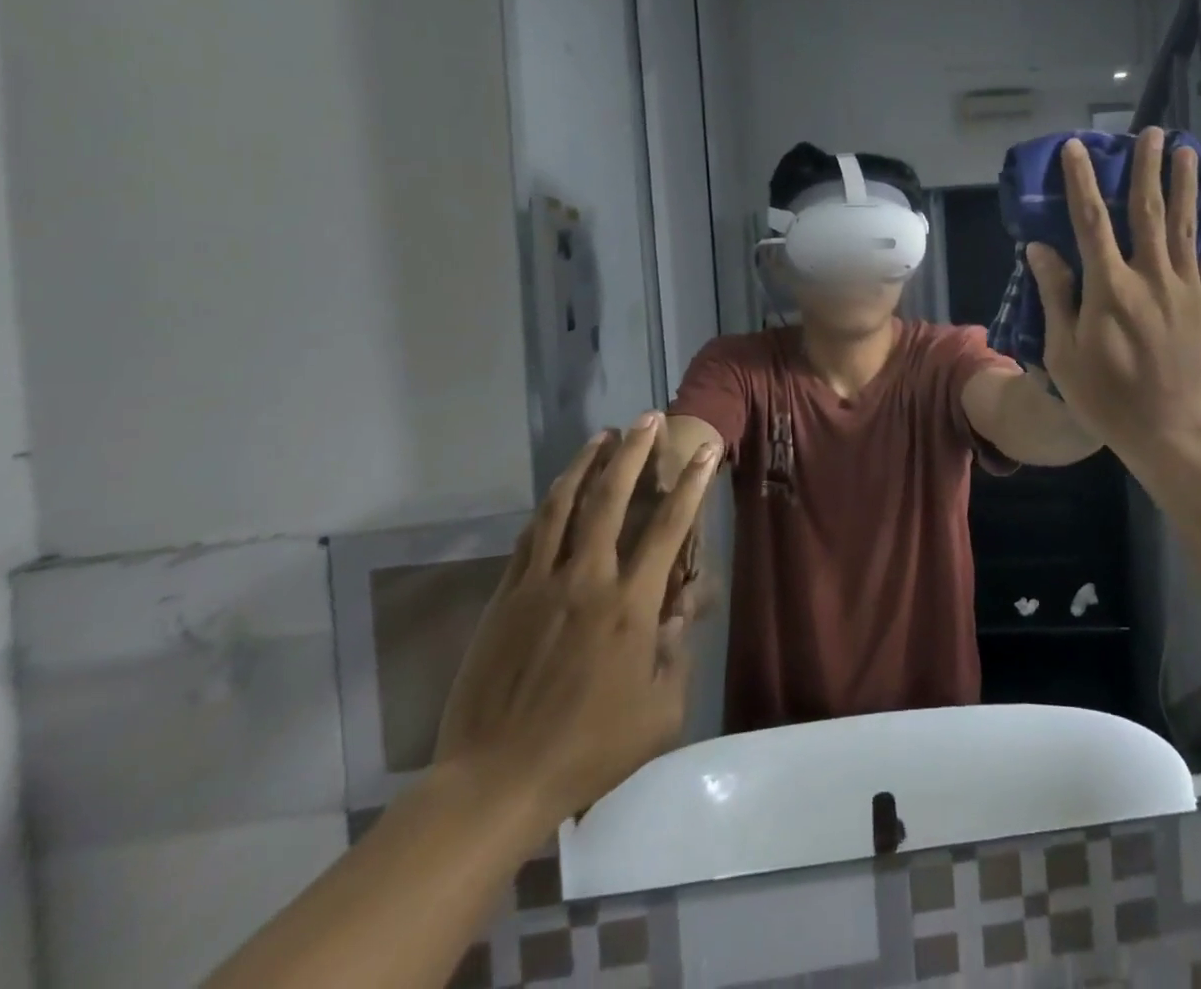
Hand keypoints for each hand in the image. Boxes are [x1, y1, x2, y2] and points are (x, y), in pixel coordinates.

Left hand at [435, 417, 721, 824]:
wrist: (495, 781)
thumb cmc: (589, 750)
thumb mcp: (660, 713)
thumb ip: (677, 655)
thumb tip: (679, 610)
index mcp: (630, 605)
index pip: (668, 528)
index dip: (691, 485)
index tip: (705, 452)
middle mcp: (587, 580)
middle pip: (610, 499)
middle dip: (633, 452)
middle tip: (648, 419)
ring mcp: (540, 584)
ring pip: (563, 506)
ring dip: (586, 465)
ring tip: (603, 435)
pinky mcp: (505, 597)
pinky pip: (530, 536)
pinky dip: (549, 504)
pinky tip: (559, 490)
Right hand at [1023, 129, 1200, 465]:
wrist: (1178, 436)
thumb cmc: (1111, 400)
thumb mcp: (1066, 354)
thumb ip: (1057, 297)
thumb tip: (1041, 249)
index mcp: (1110, 289)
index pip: (1091, 222)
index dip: (1082, 181)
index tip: (1076, 148)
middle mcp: (1152, 278)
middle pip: (1148, 212)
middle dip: (1146, 169)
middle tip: (1151, 133)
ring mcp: (1188, 291)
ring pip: (1185, 227)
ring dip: (1185, 186)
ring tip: (1187, 151)